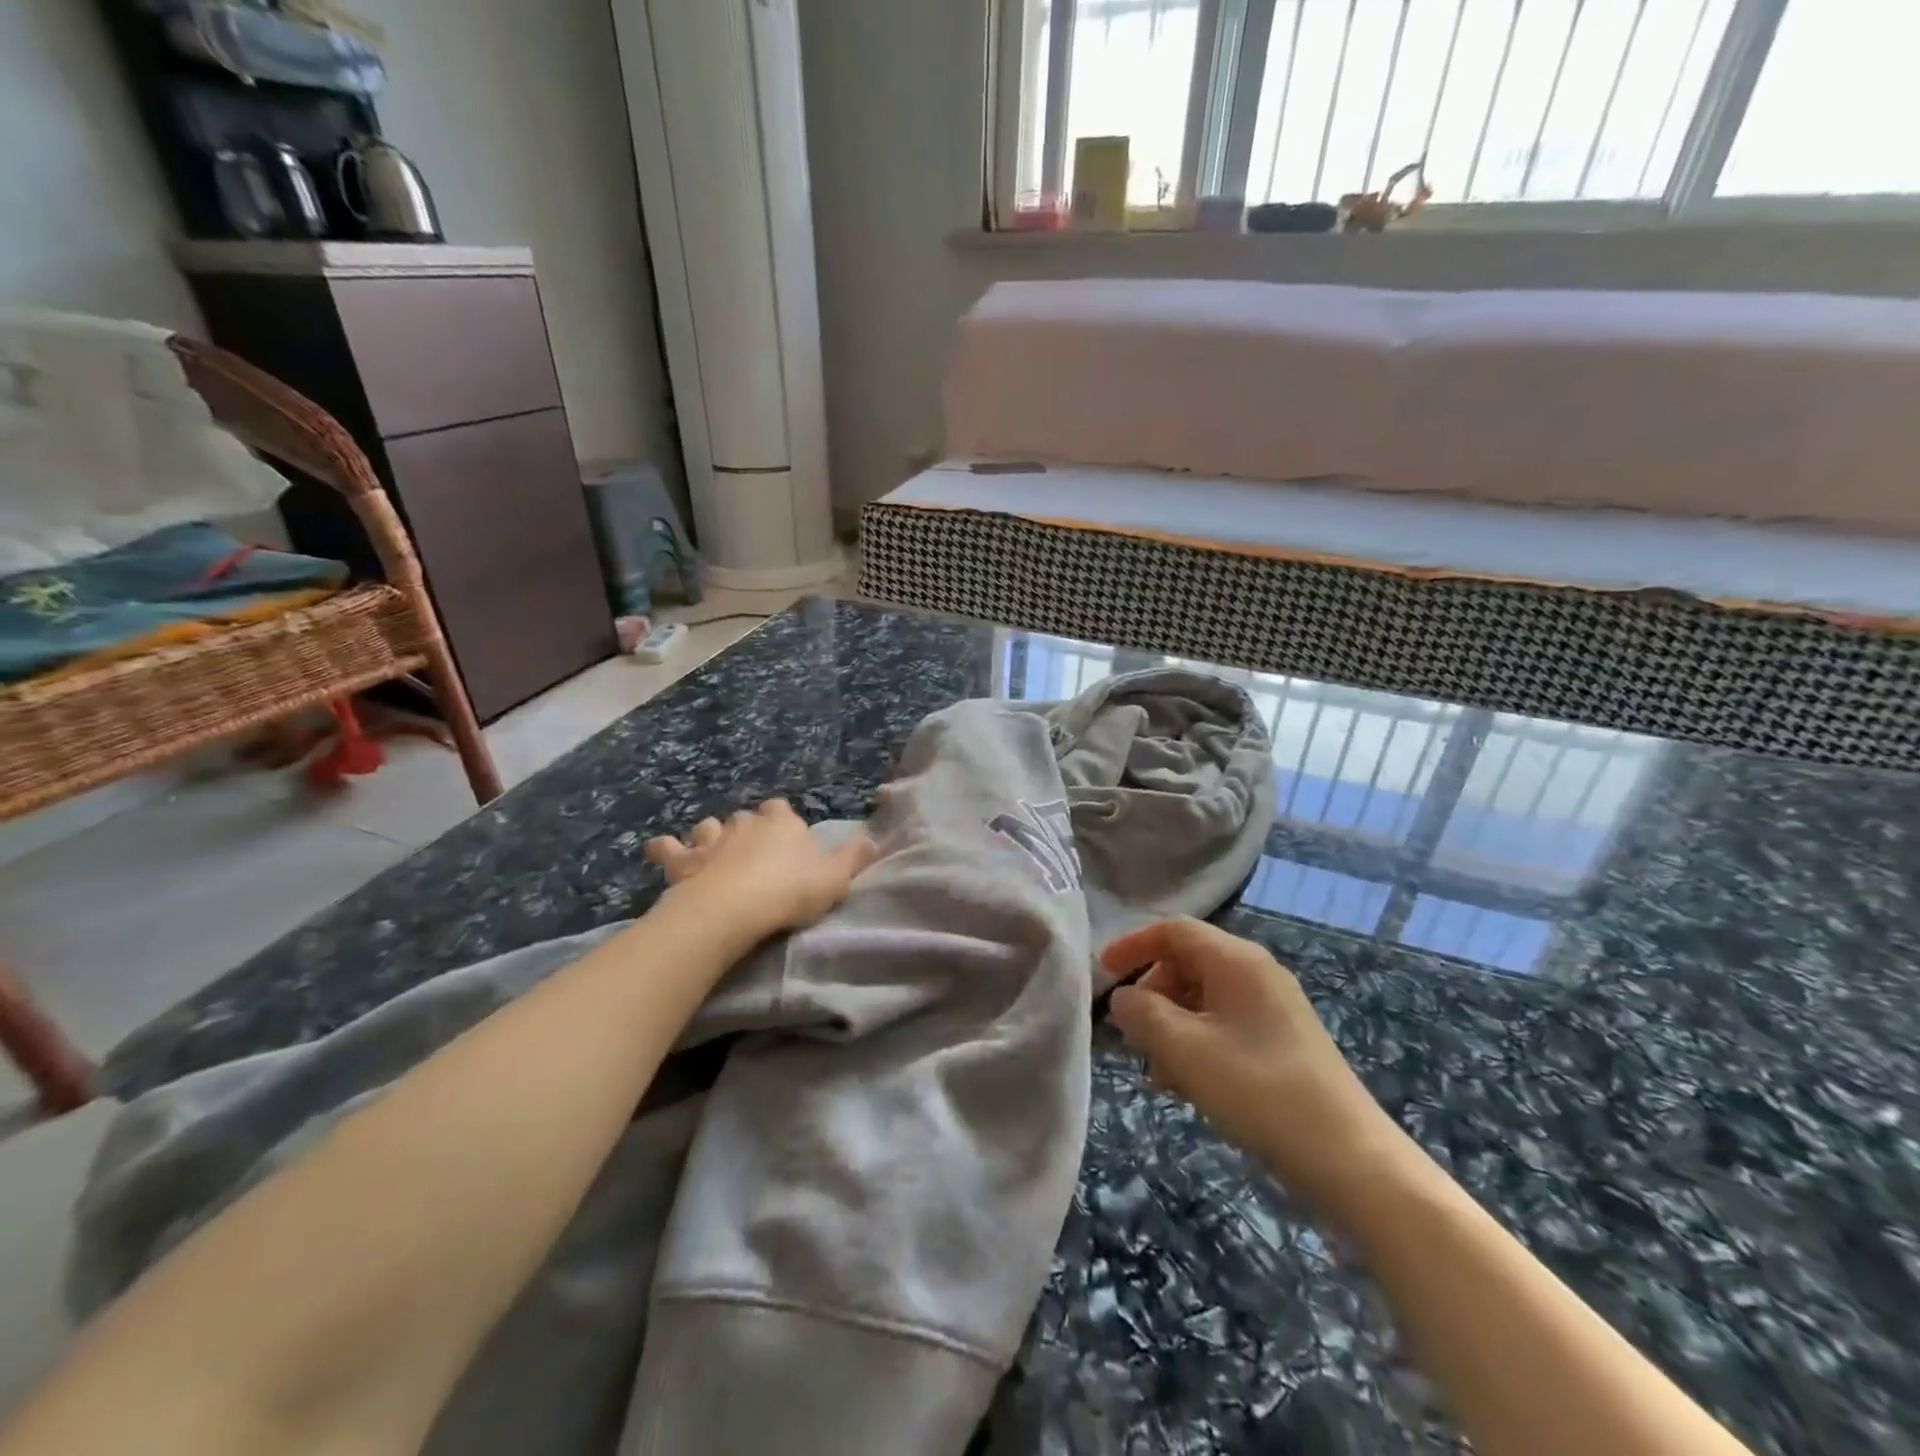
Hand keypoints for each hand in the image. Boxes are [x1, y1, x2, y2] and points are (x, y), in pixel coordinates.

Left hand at [645, 799, 876, 934]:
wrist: (733, 909)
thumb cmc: (789, 892)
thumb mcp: (835, 878)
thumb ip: (854, 857)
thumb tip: (873, 839)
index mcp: (782, 823)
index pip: (783, 810)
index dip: (785, 824)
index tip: (788, 843)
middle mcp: (745, 823)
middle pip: (746, 818)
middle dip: (748, 830)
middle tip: (753, 855)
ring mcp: (711, 839)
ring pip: (709, 826)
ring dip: (710, 836)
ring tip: (713, 853)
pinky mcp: (684, 861)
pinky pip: (668, 848)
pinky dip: (666, 849)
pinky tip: (664, 853)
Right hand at [1104, 918, 1416, 1220]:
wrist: (1350, 1159)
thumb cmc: (1258, 1090)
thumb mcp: (1184, 1049)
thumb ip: (1141, 1013)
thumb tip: (1123, 997)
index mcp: (1236, 960)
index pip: (1173, 931)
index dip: (1132, 946)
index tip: (1102, 975)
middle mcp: (1256, 973)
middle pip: (1186, 964)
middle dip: (1151, 995)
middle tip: (1132, 1036)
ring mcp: (1273, 1008)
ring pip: (1203, 1000)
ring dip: (1171, 1027)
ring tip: (1157, 1073)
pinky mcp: (1282, 1042)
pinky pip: (1224, 1026)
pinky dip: (1196, 1045)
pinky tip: (1186, 1086)